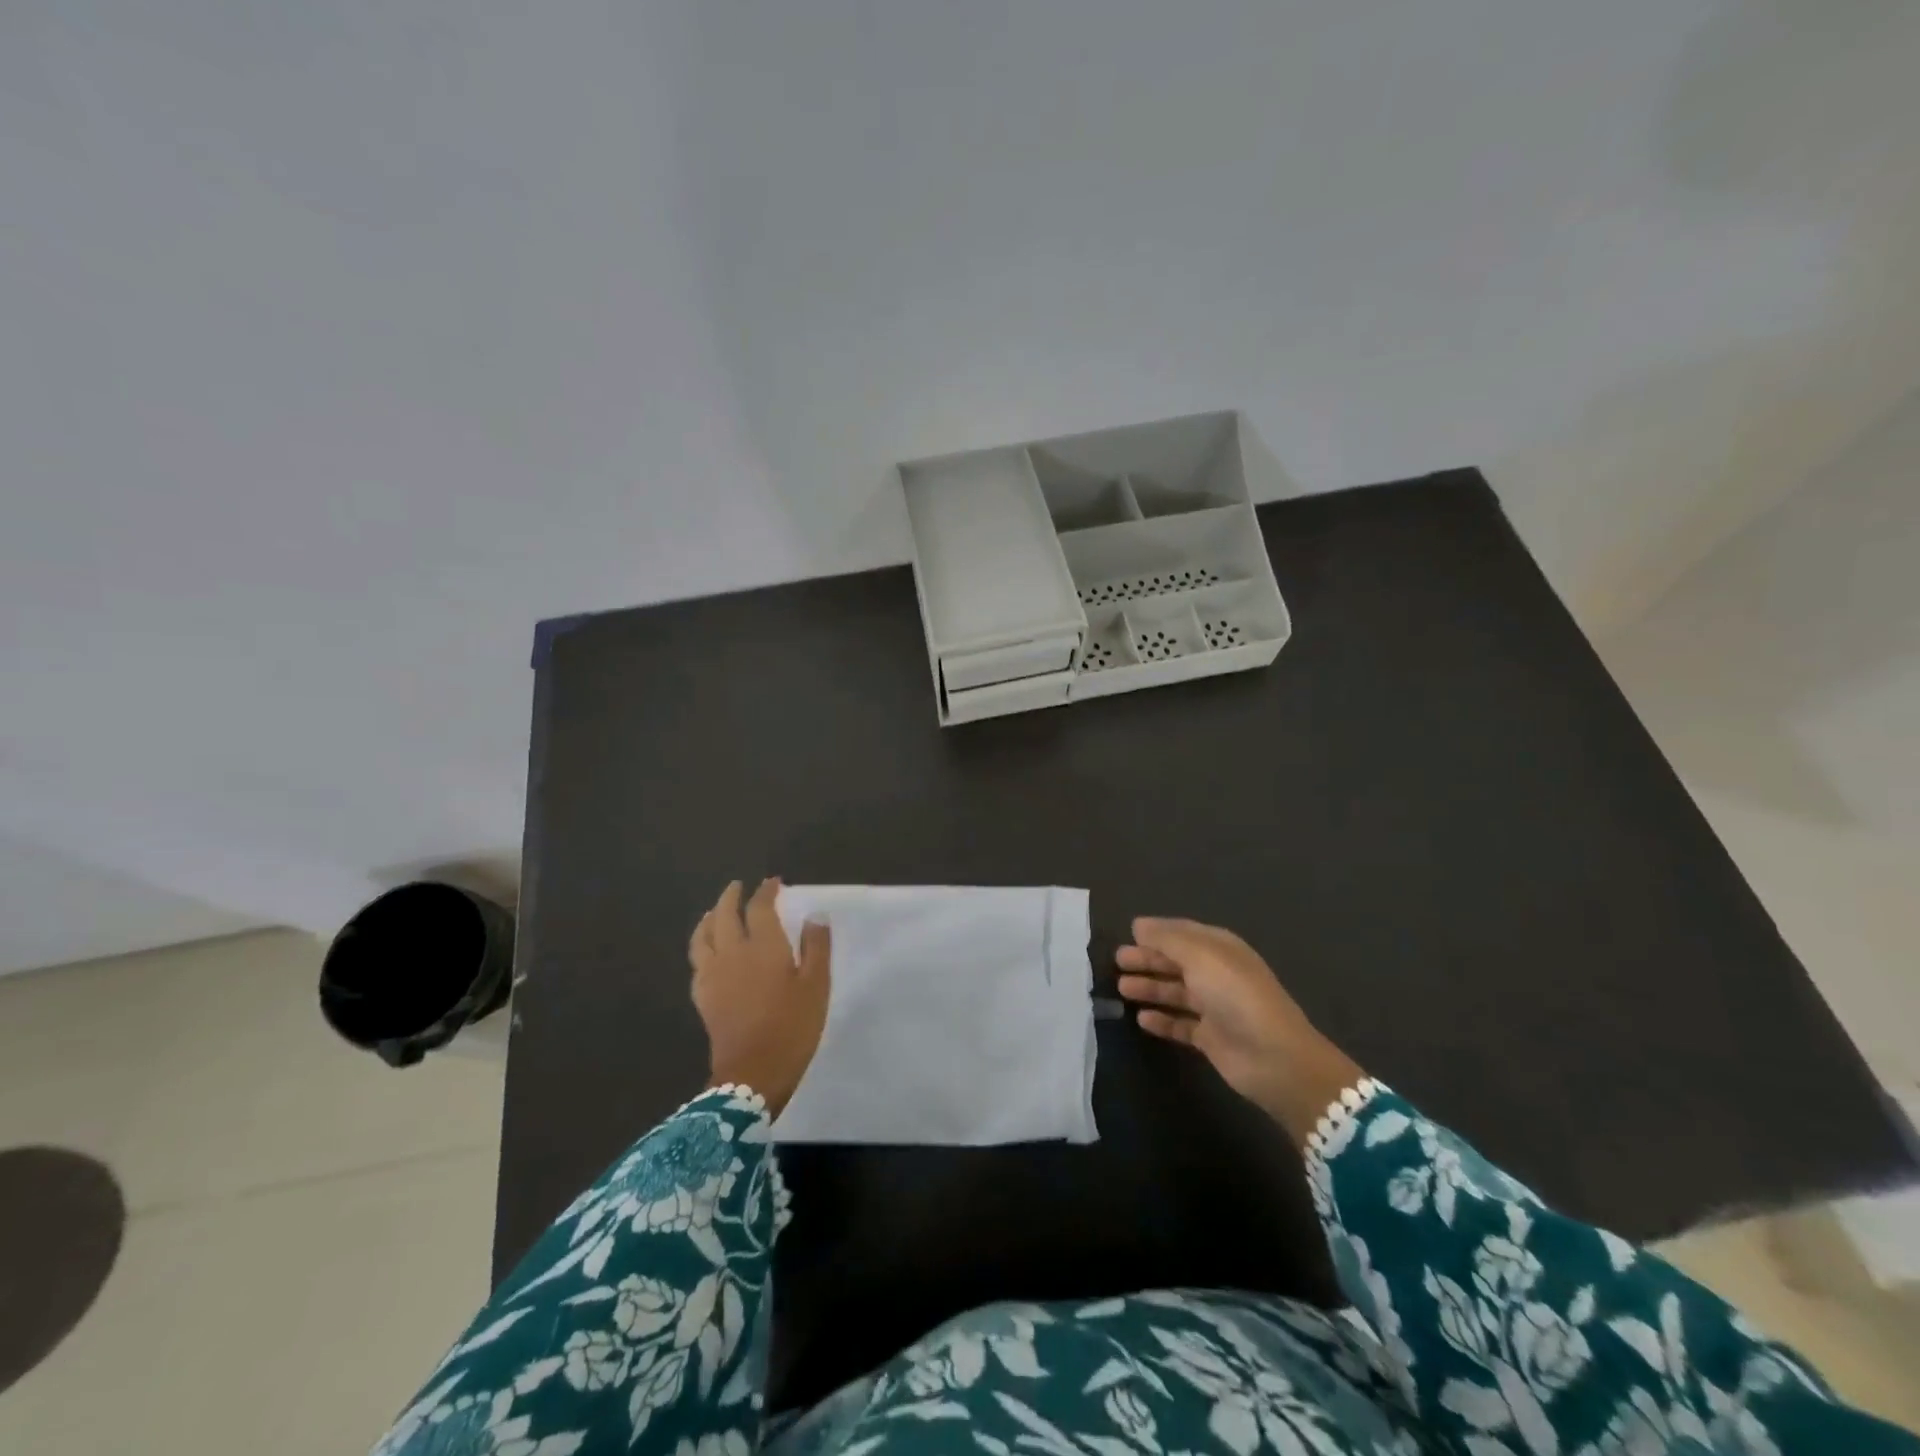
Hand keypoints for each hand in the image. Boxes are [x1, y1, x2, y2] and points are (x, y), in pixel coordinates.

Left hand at [688, 879, 830, 1116]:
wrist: (753, 1073)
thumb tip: (814, 915)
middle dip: (731, 897)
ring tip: (715, 912)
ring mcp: (713, 974)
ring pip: (703, 935)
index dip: (765, 891)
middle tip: (738, 887)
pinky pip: (697, 960)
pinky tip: (707, 950)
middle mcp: (733, 952)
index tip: (772, 882)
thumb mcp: (816, 986)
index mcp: (764, 946)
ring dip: (710, 917)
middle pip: (725, 915)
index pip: (760, 907)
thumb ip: (816, 947)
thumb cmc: (792, 1026)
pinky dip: (701, 945)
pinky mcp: (702, 995)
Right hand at [1116, 917, 1363, 1144]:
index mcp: (1220, 948)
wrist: (1274, 1057)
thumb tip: (1139, 925)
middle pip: (1176, 962)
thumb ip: (1166, 939)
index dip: (1156, 932)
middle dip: (1148, 959)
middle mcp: (1217, 974)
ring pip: (1175, 992)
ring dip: (1150, 988)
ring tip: (1121, 988)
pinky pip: (1180, 1024)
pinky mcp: (1211, 1038)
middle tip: (1117, 961)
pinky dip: (1162, 1020)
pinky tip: (1142, 1019)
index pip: (1183, 933)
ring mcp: (1215, 1007)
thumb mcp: (1200, 956)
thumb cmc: (1235, 995)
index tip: (1128, 933)